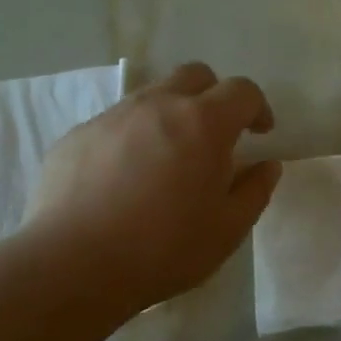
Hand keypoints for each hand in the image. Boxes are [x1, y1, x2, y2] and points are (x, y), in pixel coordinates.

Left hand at [25, 63, 280, 312]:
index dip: (258, 107)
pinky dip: (133, 137)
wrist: (73, 265)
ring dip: (171, 114)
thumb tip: (267, 165)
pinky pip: (116, 122)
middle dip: (214, 96)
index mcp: (203, 123)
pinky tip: (125, 178)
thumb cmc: (164, 248)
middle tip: (216, 134)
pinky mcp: (77, 135)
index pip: (242, 91)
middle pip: (195, 75)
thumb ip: (255, 191)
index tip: (261, 133)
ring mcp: (113, 116)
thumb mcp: (227, 229)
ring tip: (169, 158)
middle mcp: (158, 105)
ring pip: (152, 95)